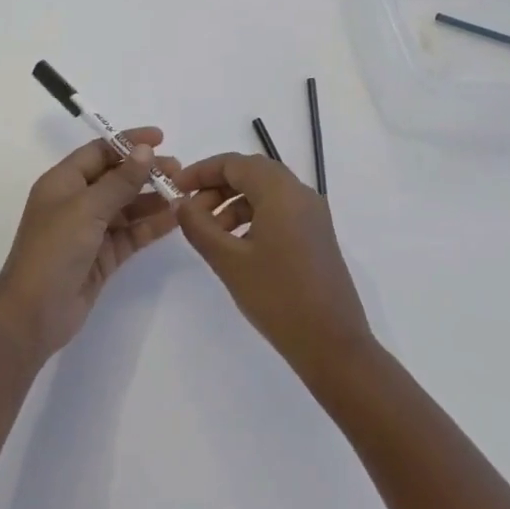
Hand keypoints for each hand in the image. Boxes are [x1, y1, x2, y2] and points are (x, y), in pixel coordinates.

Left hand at [0, 130, 180, 358]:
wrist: (33, 315)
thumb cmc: (54, 250)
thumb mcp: (87, 208)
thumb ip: (120, 180)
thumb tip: (145, 150)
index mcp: (63, 182)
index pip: (99, 152)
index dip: (128, 142)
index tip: (160, 138)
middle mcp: (76, 201)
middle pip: (116, 178)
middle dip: (146, 172)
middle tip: (179, 170)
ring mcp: (90, 230)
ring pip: (127, 206)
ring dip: (153, 198)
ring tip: (183, 193)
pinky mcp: (103, 256)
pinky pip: (131, 233)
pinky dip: (151, 225)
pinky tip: (175, 218)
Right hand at [175, 154, 372, 380]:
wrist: (333, 345)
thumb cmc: (278, 298)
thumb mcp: (229, 261)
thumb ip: (199, 226)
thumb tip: (181, 203)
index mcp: (281, 191)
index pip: (234, 163)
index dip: (201, 171)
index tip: (176, 188)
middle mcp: (300, 193)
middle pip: (251, 173)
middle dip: (216, 187)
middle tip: (190, 212)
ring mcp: (313, 214)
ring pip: (265, 192)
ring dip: (234, 203)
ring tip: (211, 234)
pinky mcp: (317, 235)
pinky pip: (280, 210)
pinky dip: (253, 217)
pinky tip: (238, 246)